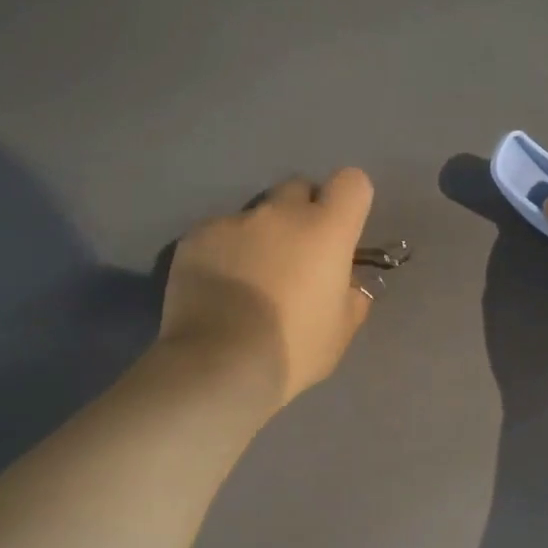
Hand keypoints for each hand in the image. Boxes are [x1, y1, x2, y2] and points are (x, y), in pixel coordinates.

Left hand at [159, 169, 376, 410]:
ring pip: (255, 216)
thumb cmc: (293, 349)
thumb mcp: (340, 332)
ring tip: (249, 282)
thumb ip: (352, 297)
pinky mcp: (196, 237)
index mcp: (326, 230)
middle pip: (298, 190)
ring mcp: (234, 221)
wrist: (220, 363)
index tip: (341, 233)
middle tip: (295, 258)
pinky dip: (223, 254)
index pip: (351, 183)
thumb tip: (348, 283)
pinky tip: (217, 290)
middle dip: (301, 215)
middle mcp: (280, 213)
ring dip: (260, 238)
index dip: (348, 203)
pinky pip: (218, 235)